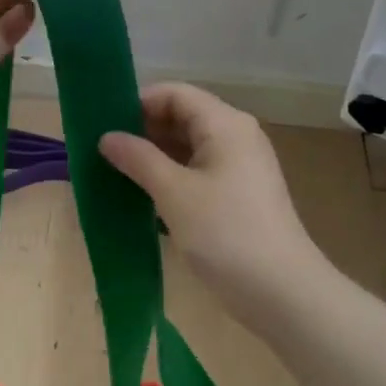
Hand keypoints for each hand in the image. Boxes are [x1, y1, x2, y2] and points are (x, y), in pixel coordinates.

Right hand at [100, 83, 324, 316]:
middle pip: (182, 117)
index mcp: (225, 124)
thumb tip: (107, 137)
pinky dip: (171, 176)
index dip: (138, 102)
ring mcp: (239, 166)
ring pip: (188, 146)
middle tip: (104, 151)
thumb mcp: (174, 193)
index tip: (105, 125)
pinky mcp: (238, 194)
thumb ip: (138, 159)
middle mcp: (235, 136)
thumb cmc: (225, 233)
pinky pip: (197, 171)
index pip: (175, 93)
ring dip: (154, 156)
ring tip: (115, 172)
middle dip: (143, 130)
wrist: (282, 292)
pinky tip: (143, 195)